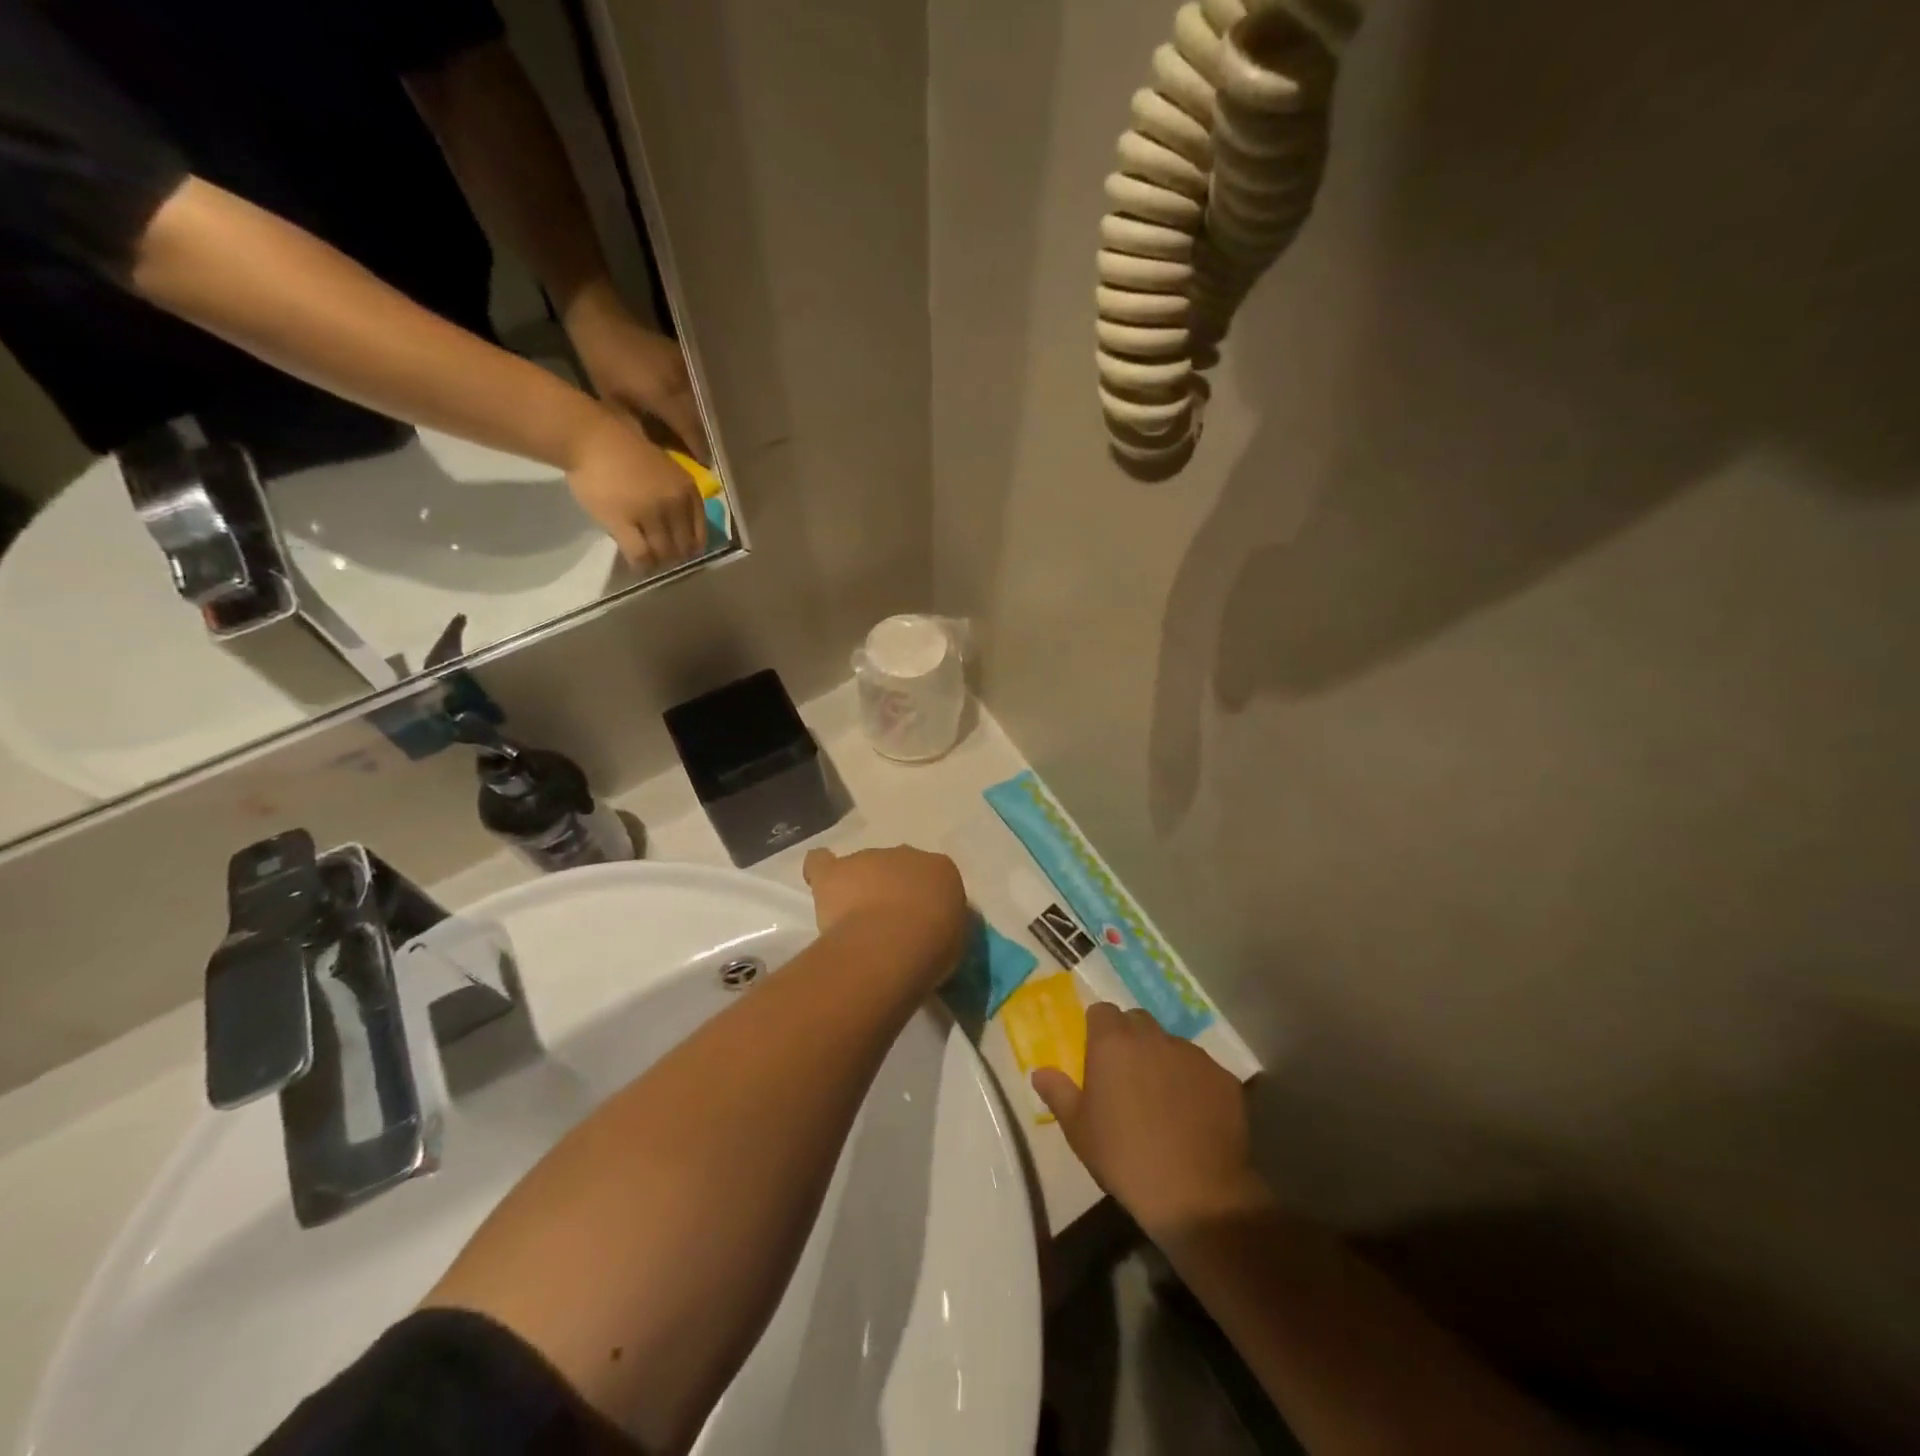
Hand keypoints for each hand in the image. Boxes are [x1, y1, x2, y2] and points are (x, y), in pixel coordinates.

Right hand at [564, 407, 706, 570]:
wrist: (589, 438)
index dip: (692, 547)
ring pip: (664, 553)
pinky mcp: (624, 523)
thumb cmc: (624, 450)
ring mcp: (651, 514)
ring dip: (658, 562)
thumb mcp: (666, 470)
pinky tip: (637, 565)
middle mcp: (675, 504)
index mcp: (688, 490)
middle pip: (684, 546)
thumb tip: (680, 529)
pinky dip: (641, 564)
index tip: (683, 553)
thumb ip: (677, 496)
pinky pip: (640, 554)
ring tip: (650, 562)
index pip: (700, 532)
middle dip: (675, 557)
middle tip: (663, 559)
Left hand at [567, 287, 710, 462]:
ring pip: (709, 408)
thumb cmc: (602, 365)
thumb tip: (665, 462)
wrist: (601, 318)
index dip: (703, 455)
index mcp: (667, 397)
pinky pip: (703, 394)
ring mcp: (690, 371)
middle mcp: (685, 385)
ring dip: (711, 427)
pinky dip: (705, 410)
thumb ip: (644, 435)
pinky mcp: (689, 363)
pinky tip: (703, 421)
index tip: (708, 474)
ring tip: (712, 445)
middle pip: (708, 422)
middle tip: (713, 465)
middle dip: (711, 443)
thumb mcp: (616, 407)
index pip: (696, 434)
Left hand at [802, 846, 969, 994]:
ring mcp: (868, 858)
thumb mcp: (955, 940)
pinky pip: (821, 863)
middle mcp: (906, 854)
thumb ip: (943, 925)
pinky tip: (818, 883)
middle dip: (890, 890)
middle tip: (887, 925)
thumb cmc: (932, 947)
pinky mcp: (835, 871)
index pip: (934, 878)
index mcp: (940, 869)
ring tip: (853, 922)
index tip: (920, 924)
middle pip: (896, 868)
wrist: (892, 944)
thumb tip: (931, 929)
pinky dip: (820, 871)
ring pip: (861, 868)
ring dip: (859, 887)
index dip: (924, 901)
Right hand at [1033, 1003, 1265, 1236]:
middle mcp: (1153, 1037)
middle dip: (1130, 1039)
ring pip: (1171, 1045)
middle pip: (1137, 1022)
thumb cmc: (1124, 1158)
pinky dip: (1194, 1084)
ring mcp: (1192, 1055)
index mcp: (1113, 1043)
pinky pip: (1202, 1070)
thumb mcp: (1079, 1130)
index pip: (1102, 1012)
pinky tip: (1193, 1117)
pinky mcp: (1224, 1077)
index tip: (1097, 1055)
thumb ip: (1058, 1093)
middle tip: (1126, 1077)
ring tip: (1163, 1102)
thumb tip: (1039, 1072)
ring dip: (1163, 1061)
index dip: (1098, 1029)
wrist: (1195, 1193)